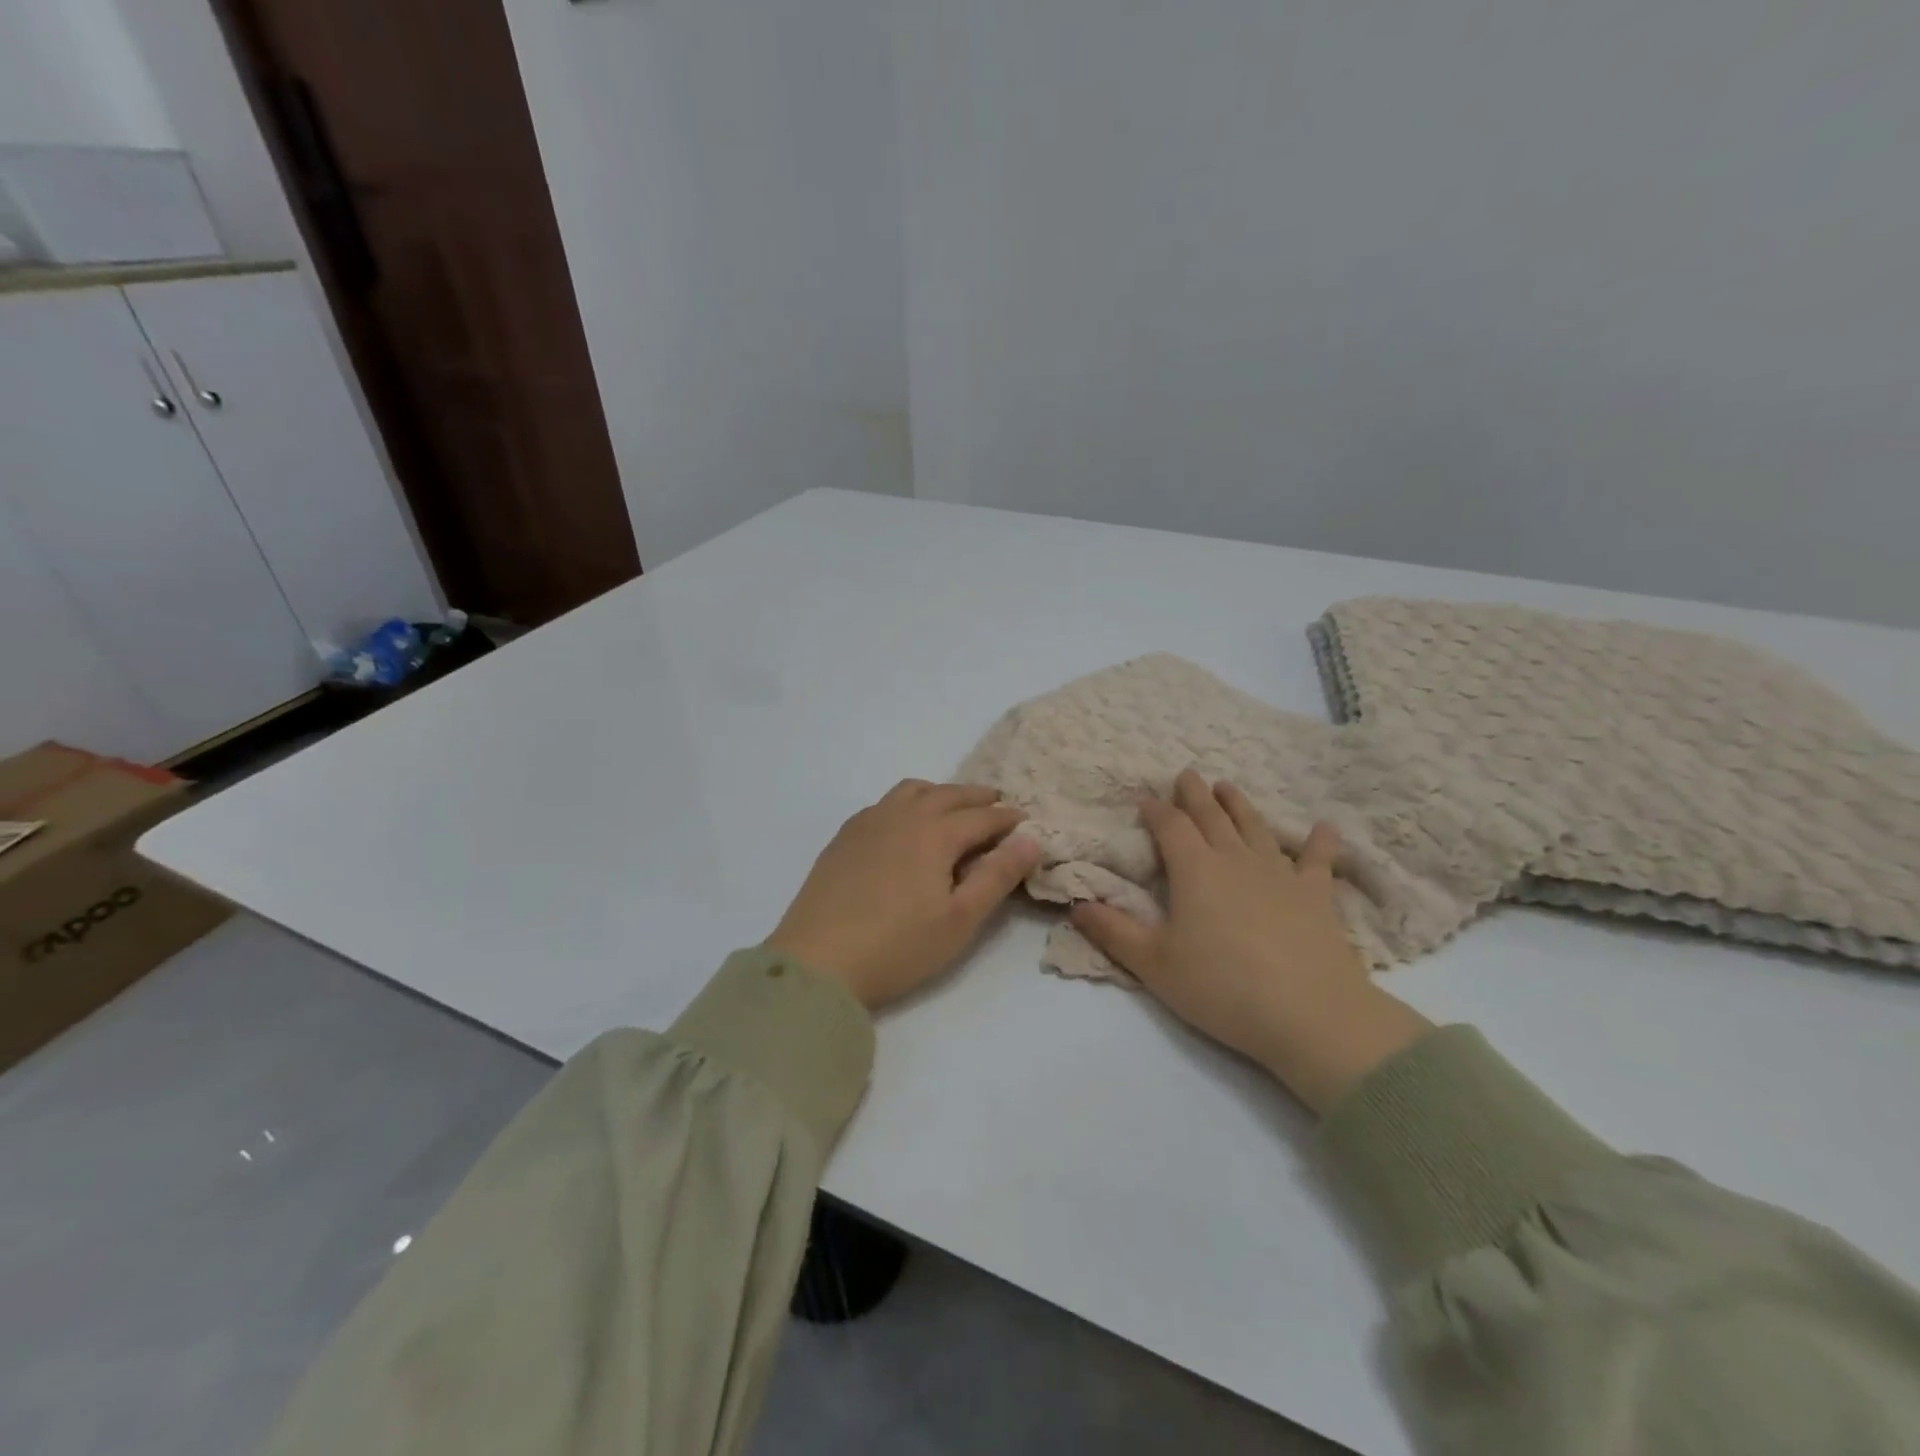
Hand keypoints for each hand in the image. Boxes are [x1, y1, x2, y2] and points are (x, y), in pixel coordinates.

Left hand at [771, 781, 1041, 1010]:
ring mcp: (868, 823)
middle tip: (996, 805)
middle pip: (947, 794)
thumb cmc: (898, 946)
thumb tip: (1031, 839)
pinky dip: (906, 804)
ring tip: (952, 809)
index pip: (981, 817)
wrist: (818, 963)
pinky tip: (904, 826)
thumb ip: (997, 876)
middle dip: (977, 798)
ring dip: (939, 793)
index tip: (1026, 822)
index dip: (1007, 818)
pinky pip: (883, 804)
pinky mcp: (843, 838)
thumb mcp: (960, 919)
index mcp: (935, 832)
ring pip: (911, 791)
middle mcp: (902, 816)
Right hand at [1071, 769, 1431, 1113]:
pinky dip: (1321, 842)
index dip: (1156, 811)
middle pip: (1212, 817)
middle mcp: (1236, 861)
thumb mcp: (1154, 964)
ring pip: (1255, 828)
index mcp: (1195, 870)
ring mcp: (1280, 874)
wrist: (1309, 1013)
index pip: (1171, 827)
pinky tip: (1326, 827)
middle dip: (1196, 795)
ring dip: (1240, 805)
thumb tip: (1076, 905)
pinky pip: (1318, 861)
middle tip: (1188, 773)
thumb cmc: (1221, 987)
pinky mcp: (1316, 896)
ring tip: (1229, 786)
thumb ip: (1113, 932)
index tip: (1145, 799)